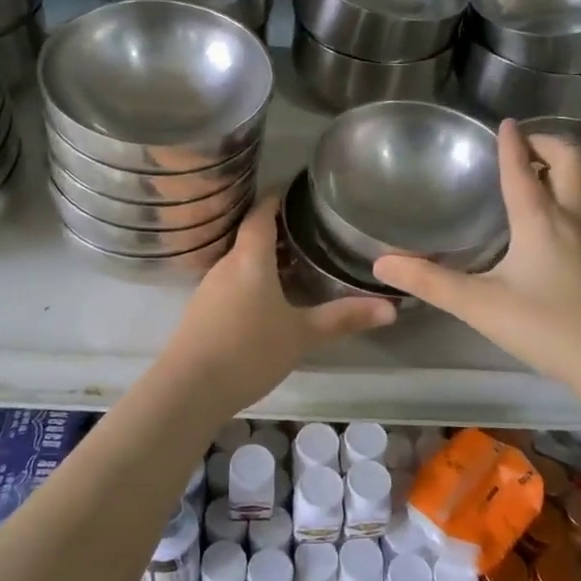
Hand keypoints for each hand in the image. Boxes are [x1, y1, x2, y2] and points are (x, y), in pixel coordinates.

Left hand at [160, 195, 395, 412]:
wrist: (188, 389)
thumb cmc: (249, 350)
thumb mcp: (302, 334)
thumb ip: (343, 318)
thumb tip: (392, 308)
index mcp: (249, 258)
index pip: (261, 214)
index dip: (276, 199)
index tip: (295, 191)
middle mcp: (226, 265)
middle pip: (250, 237)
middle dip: (277, 232)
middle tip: (309, 232)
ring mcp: (208, 289)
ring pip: (240, 262)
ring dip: (264, 260)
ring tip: (295, 266)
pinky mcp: (201, 312)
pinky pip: (230, 284)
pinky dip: (251, 282)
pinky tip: (267, 302)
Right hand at [373, 119, 580, 392]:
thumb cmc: (540, 327)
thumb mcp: (476, 304)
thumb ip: (428, 281)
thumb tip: (381, 263)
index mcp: (539, 221)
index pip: (521, 170)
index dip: (510, 144)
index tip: (504, 124)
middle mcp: (576, 217)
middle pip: (573, 161)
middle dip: (550, 144)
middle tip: (530, 147)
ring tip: (567, 169)